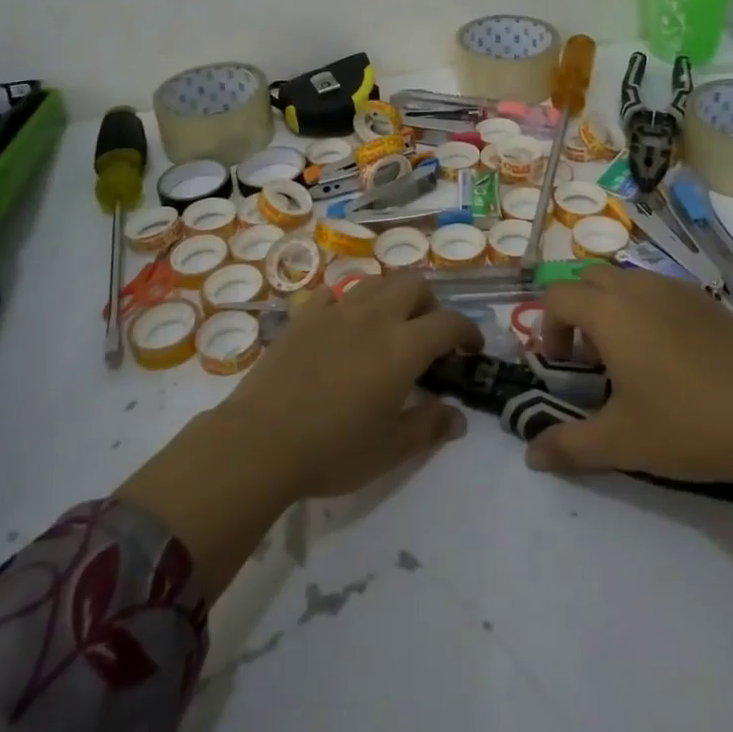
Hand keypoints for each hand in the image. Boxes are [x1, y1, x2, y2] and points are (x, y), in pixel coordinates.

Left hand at [215, 272, 481, 497]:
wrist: (261, 441)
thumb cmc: (333, 450)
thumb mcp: (390, 450)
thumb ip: (428, 427)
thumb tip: (457, 417)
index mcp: (403, 346)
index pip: (448, 322)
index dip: (467, 330)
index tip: (471, 348)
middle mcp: (374, 317)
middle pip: (414, 283)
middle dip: (429, 303)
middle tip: (427, 335)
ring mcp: (336, 310)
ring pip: (376, 281)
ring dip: (392, 296)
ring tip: (388, 327)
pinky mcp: (304, 315)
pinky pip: (334, 293)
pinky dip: (349, 302)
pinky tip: (344, 326)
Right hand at [533, 265, 732, 623]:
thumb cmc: (687, 425)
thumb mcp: (621, 442)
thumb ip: (569, 445)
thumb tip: (532, 456)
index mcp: (609, 311)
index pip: (557, 296)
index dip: (548, 328)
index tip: (563, 366)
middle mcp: (638, 288)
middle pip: (588, 279)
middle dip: (578, 311)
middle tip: (592, 358)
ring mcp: (677, 289)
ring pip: (626, 281)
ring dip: (613, 307)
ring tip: (631, 357)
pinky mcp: (708, 300)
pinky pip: (661, 290)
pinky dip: (648, 309)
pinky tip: (672, 355)